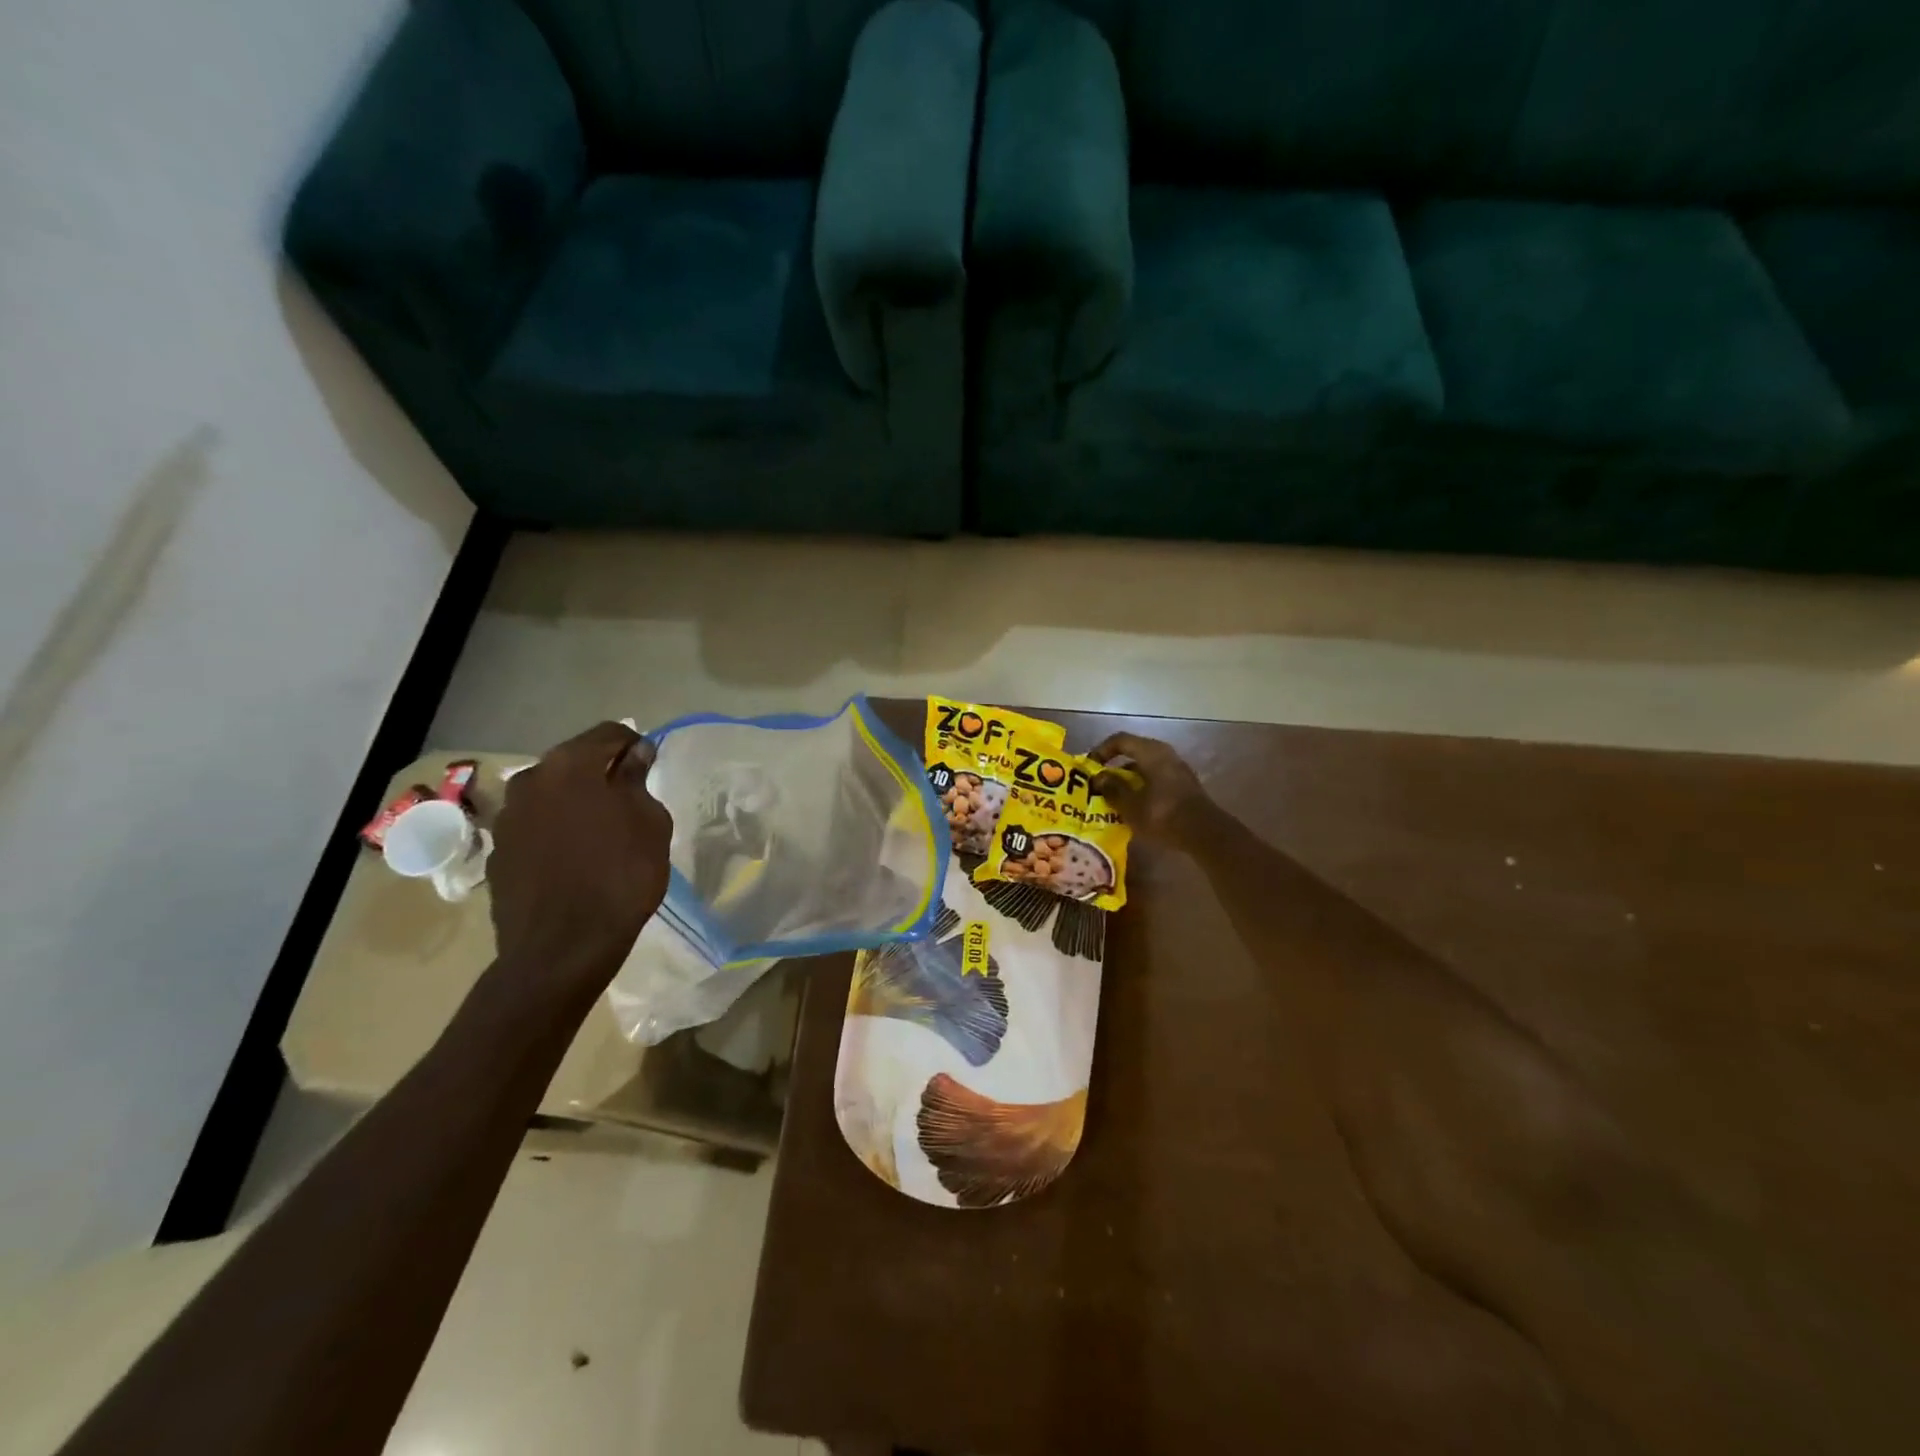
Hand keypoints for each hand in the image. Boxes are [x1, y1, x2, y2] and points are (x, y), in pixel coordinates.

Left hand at [489, 721, 673, 989]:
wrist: (561, 948)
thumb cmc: (620, 875)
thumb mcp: (649, 822)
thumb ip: (638, 780)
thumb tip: (634, 755)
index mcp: (569, 765)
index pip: (609, 733)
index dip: (635, 745)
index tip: (651, 768)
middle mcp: (530, 779)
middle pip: (574, 761)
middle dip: (602, 773)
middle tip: (630, 800)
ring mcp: (507, 817)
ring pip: (551, 794)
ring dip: (576, 802)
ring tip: (602, 832)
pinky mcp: (498, 852)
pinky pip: (536, 826)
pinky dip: (556, 830)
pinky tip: (575, 858)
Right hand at [1089, 732, 1211, 845]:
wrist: (1204, 834)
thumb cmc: (1162, 814)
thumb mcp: (1130, 804)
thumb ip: (1112, 788)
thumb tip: (1099, 777)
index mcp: (1151, 753)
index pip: (1120, 740)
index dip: (1101, 750)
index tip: (1089, 767)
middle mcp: (1165, 755)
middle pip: (1133, 753)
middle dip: (1114, 768)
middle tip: (1099, 783)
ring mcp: (1177, 770)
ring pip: (1145, 768)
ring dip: (1128, 780)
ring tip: (1113, 798)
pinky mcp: (1184, 786)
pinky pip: (1156, 780)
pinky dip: (1142, 788)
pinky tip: (1134, 807)